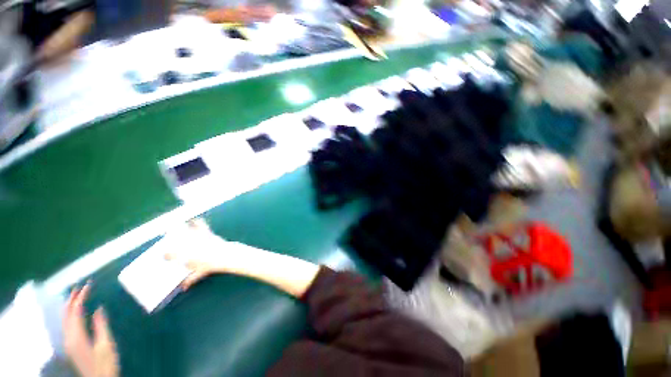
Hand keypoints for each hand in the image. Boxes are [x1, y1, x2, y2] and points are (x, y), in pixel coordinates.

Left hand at [63, 284, 118, 376]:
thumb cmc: (105, 363)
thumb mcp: (106, 345)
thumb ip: (101, 326)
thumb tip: (98, 308)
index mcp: (77, 336)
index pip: (75, 311)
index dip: (80, 297)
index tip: (88, 285)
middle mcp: (68, 337)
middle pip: (66, 315)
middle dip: (71, 299)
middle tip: (80, 286)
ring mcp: (68, 342)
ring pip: (65, 319)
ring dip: (69, 306)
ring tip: (77, 295)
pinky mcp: (71, 345)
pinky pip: (67, 325)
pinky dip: (70, 314)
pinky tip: (76, 313)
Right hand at [165, 219, 240, 289]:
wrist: (224, 256)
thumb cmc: (210, 265)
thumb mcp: (199, 274)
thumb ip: (190, 280)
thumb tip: (184, 287)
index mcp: (183, 256)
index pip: (167, 254)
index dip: (165, 255)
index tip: (165, 255)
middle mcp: (187, 245)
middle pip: (174, 240)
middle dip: (169, 238)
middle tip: (166, 236)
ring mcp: (196, 237)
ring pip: (185, 230)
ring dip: (179, 227)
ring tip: (174, 225)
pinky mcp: (205, 232)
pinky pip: (199, 224)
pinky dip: (196, 221)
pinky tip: (193, 219)